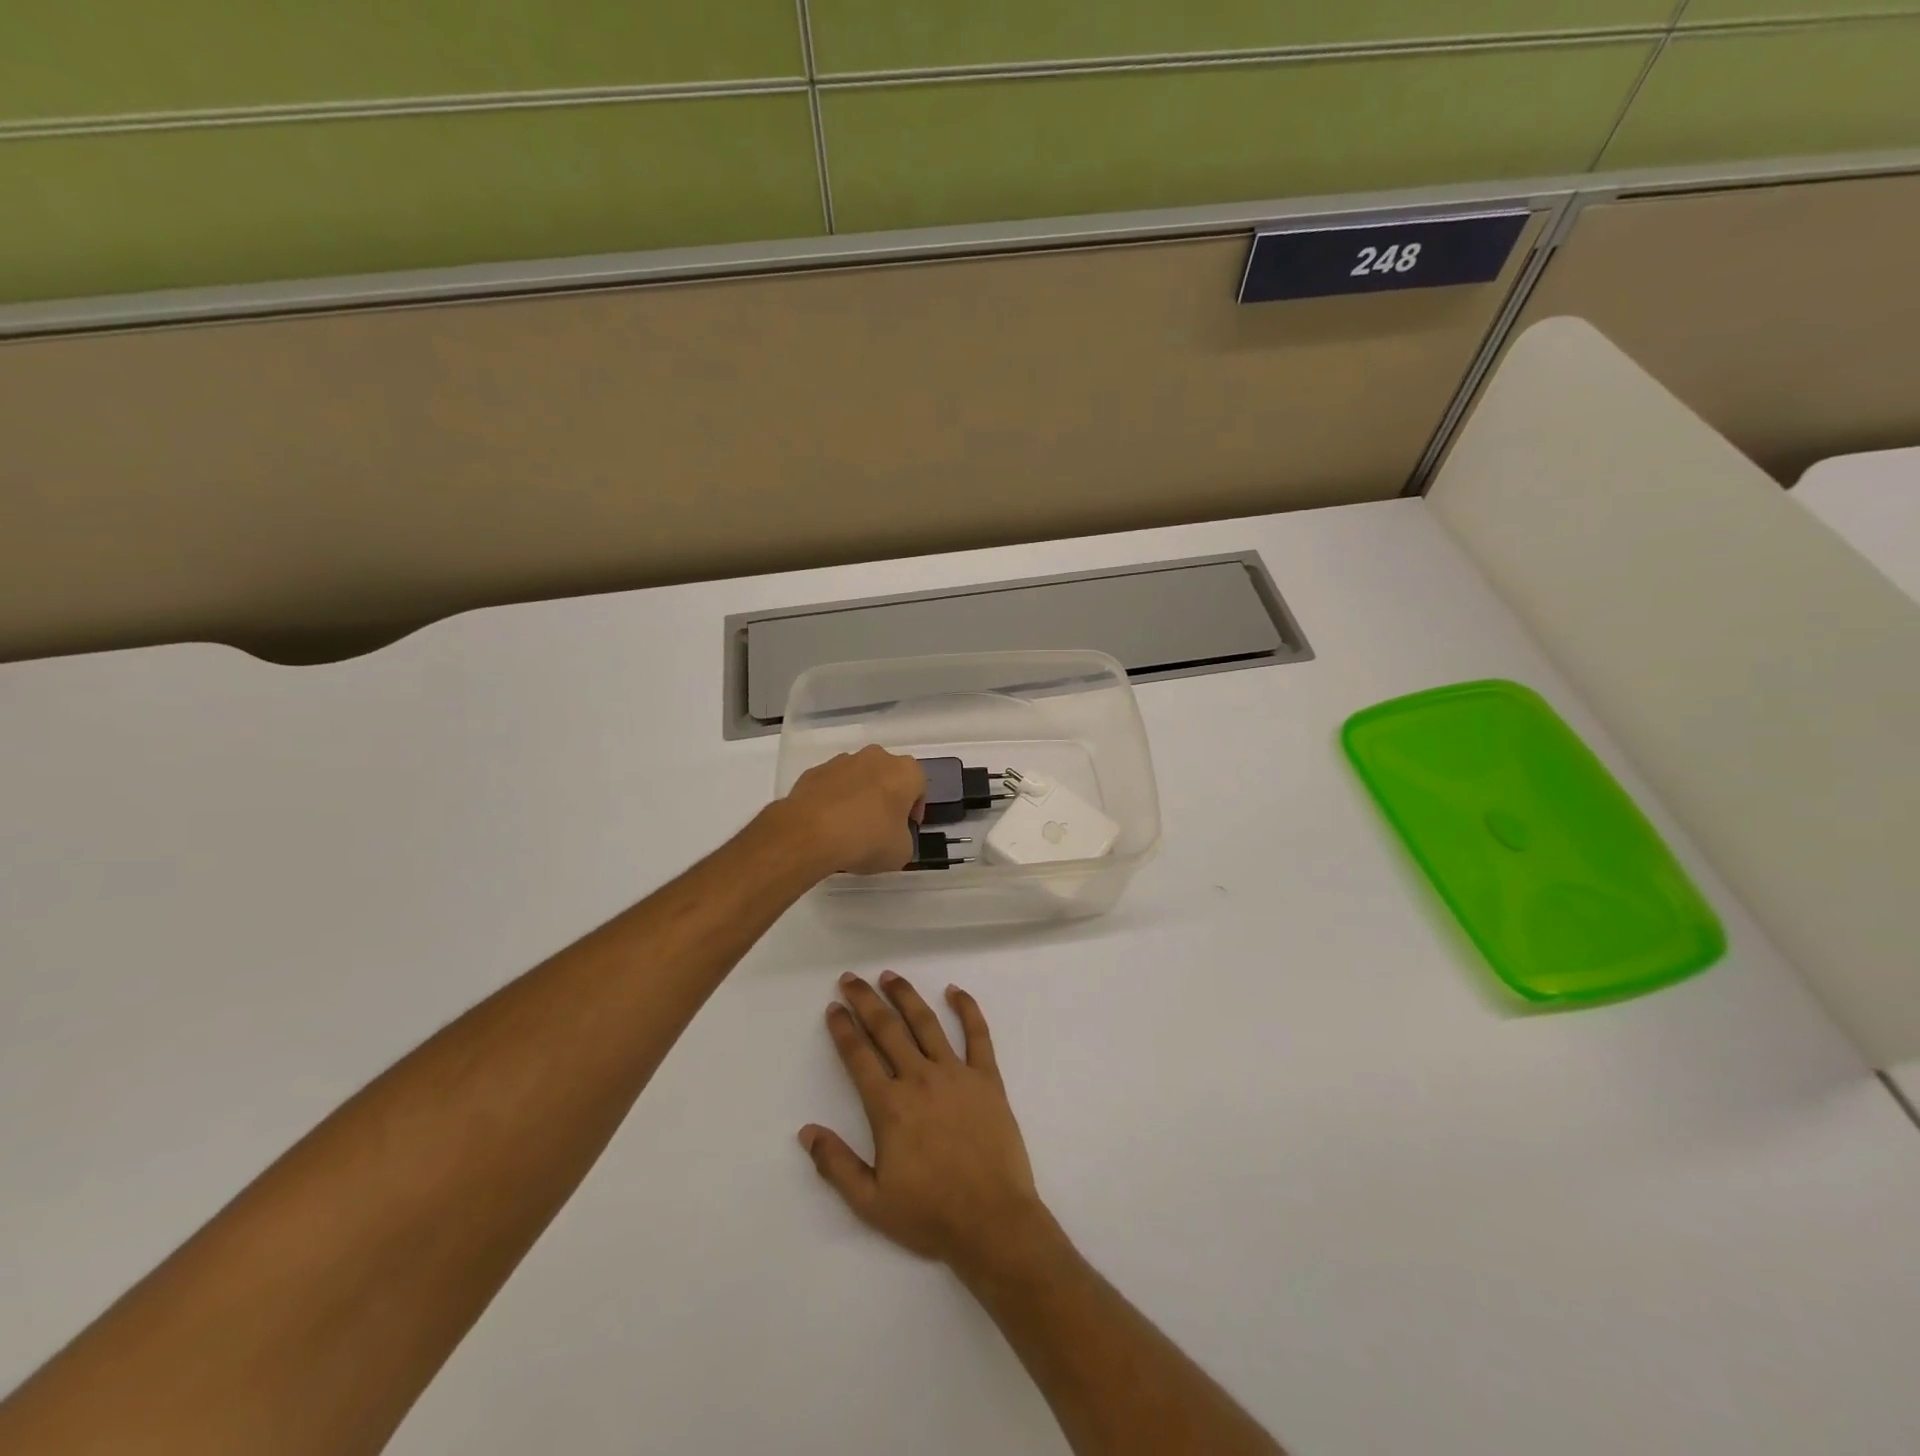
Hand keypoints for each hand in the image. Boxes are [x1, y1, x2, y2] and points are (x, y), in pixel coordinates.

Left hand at [779, 746, 925, 875]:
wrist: (810, 834)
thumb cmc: (867, 839)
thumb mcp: (901, 852)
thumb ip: (904, 839)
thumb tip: (893, 838)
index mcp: (904, 771)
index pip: (919, 787)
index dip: (914, 811)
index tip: (906, 829)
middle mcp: (876, 757)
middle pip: (888, 777)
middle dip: (886, 798)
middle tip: (880, 827)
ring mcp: (842, 761)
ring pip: (858, 778)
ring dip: (859, 797)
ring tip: (850, 828)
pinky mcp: (814, 772)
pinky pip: (832, 786)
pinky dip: (833, 800)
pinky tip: (828, 825)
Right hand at [800, 973, 1047, 1272]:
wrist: (992, 1222)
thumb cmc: (930, 1215)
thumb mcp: (871, 1202)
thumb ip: (836, 1164)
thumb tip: (806, 1131)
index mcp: (889, 1106)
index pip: (859, 1056)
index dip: (843, 1029)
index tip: (834, 1008)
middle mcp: (919, 1079)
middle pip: (887, 1029)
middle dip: (865, 1001)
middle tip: (850, 979)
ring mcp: (956, 1074)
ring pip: (926, 1023)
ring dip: (905, 996)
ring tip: (890, 976)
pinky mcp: (987, 1078)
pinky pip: (978, 1035)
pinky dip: (967, 1009)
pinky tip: (955, 991)